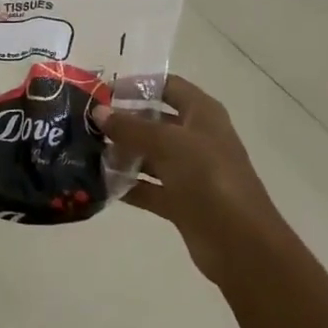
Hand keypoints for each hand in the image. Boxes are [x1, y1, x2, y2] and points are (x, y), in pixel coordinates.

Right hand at [96, 75, 283, 287]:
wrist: (241, 243)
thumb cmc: (208, 177)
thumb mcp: (167, 143)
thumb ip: (130, 127)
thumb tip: (98, 111)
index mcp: (202, 113)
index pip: (168, 86)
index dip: (138, 84)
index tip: (103, 90)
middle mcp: (197, 138)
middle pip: (155, 120)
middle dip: (123, 120)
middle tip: (87, 121)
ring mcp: (190, 171)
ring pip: (150, 155)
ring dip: (122, 153)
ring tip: (86, 150)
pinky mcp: (182, 201)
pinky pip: (150, 187)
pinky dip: (129, 185)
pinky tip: (100, 183)